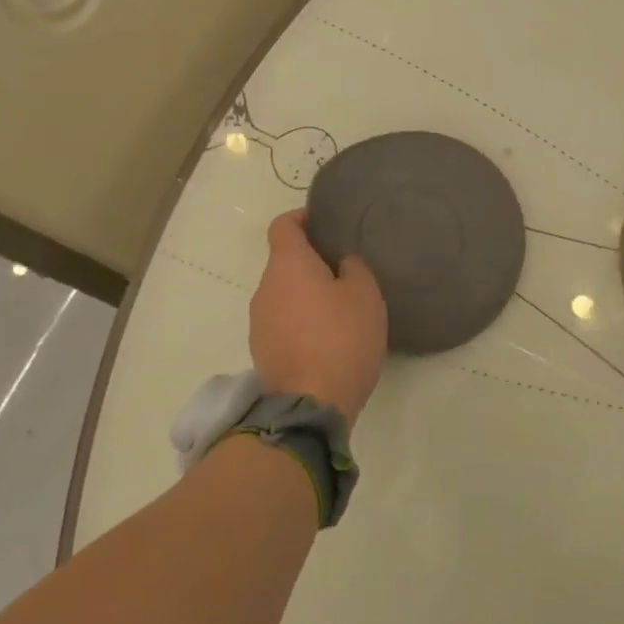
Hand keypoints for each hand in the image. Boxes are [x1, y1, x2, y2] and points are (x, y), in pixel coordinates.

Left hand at [249, 210, 387, 424]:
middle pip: (284, 261)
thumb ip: (354, 268)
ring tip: (339, 307)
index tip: (326, 224)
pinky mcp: (262, 350)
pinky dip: (300, 320)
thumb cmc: (341, 339)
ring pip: (283, 293)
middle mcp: (265, 288)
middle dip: (311, 261)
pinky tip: (327, 337)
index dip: (303, 219)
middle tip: (345, 270)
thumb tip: (342, 264)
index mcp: (287, 265)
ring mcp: (259, 321)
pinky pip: (282, 321)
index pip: (283, 225)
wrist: (310, 405)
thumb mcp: (364, 296)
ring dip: (306, 294)